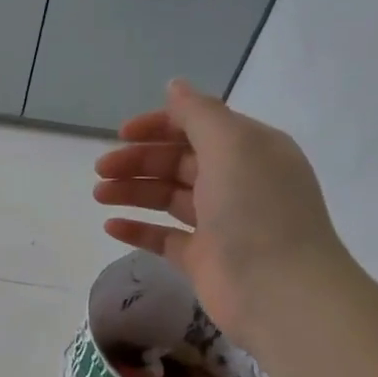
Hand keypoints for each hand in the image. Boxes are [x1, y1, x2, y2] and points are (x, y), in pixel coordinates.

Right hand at [93, 79, 348, 349]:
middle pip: (178, 162)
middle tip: (101, 170)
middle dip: (138, 161)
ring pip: (168, 197)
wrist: (279, 290)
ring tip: (99, 195)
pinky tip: (111, 226)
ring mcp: (218, 222)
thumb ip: (199, 114)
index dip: (158, 126)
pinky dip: (138, 229)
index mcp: (249, 150)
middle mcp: (235, 181)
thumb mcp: (231, 146)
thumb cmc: (256, 209)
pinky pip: (163, 237)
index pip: (198, 127)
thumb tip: (174, 86)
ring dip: (132, 191)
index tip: (121, 134)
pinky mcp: (202, 258)